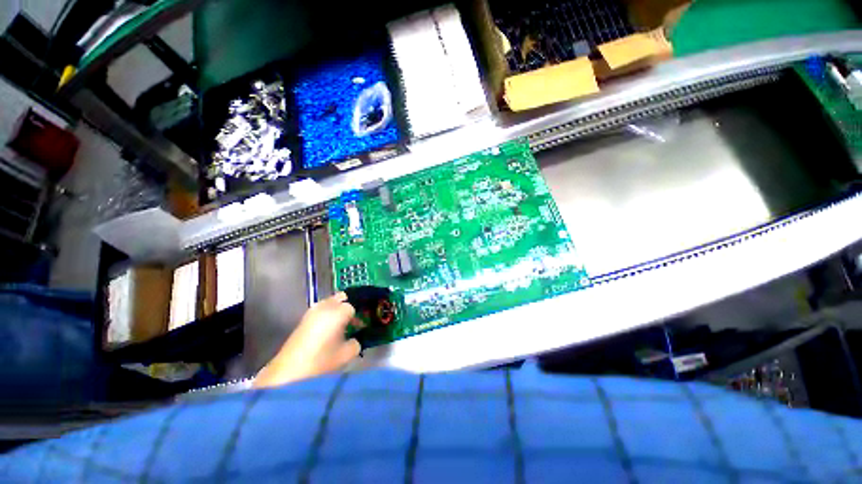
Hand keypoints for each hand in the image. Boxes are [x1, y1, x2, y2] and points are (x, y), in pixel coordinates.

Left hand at [254, 292, 361, 387]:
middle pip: (342, 297)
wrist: (288, 373)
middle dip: (349, 305)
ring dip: (337, 309)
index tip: (360, 327)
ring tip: (340, 325)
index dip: (358, 316)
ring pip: (330, 302)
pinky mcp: (304, 318)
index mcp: (338, 312)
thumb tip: (355, 338)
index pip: (353, 307)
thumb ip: (356, 342)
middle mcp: (325, 306)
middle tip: (353, 320)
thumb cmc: (321, 362)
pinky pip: (321, 309)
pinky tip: (328, 329)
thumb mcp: (347, 354)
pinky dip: (327, 314)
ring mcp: (312, 311)